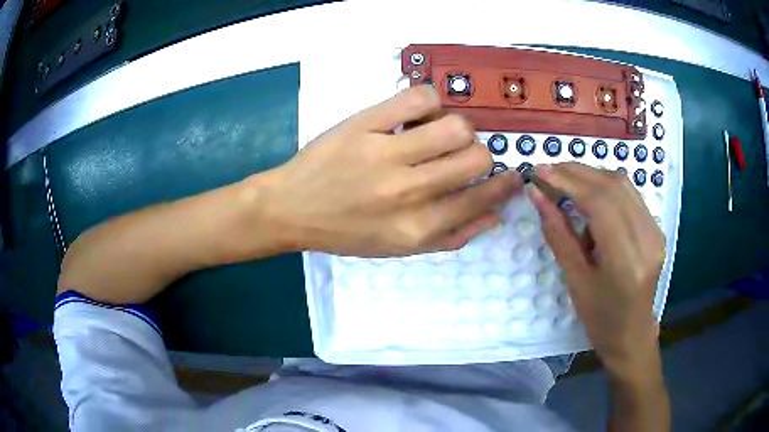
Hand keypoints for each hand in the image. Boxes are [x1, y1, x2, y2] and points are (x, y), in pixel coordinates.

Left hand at [259, 86, 523, 256]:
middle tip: (458, 154)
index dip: (505, 184)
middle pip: (476, 156)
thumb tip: (495, 215)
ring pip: (455, 125)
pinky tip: (416, 114)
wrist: (292, 208)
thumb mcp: (400, 248)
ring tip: (436, 133)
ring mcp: (385, 154)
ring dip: (457, 127)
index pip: (481, 198)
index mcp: (418, 227)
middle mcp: (408, 192)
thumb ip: (451, 237)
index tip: (514, 174)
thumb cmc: (346, 232)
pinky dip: (429, 101)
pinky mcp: (365, 124)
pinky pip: (418, 97)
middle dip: (478, 154)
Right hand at [529, 163, 664, 377]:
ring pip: (622, 185)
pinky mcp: (656, 227)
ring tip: (565, 180)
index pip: (600, 203)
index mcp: (626, 260)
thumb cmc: (600, 318)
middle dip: (577, 173)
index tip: (540, 171)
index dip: (569, 181)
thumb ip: (558, 234)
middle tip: (548, 171)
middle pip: (613, 187)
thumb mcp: (575, 280)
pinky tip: (589, 195)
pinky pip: (629, 195)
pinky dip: (605, 187)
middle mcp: (647, 239)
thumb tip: (538, 196)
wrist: (633, 333)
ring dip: (591, 176)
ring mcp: (655, 231)